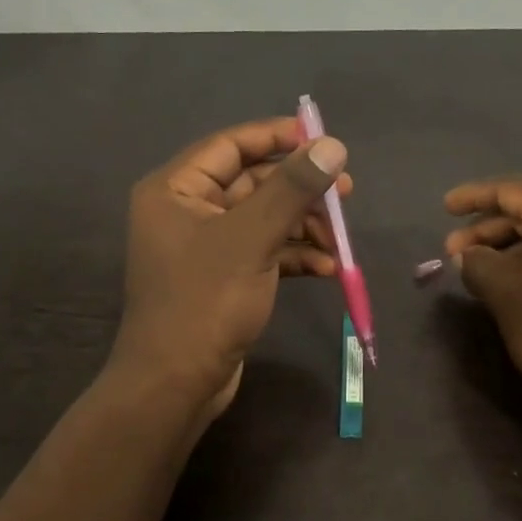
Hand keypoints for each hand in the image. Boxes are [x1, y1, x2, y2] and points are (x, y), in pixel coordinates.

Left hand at [110, 118, 350, 424]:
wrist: (176, 383)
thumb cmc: (205, 301)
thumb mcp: (251, 238)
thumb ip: (292, 189)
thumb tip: (332, 146)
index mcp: (175, 189)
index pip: (230, 145)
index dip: (277, 137)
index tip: (323, 140)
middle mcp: (186, 211)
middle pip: (252, 183)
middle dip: (299, 190)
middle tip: (346, 192)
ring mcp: (205, 247)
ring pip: (263, 220)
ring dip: (303, 227)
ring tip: (340, 241)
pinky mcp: (223, 279)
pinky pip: (263, 252)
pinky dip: (293, 257)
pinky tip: (326, 269)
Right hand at [445, 176, 521, 424]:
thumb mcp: (504, 291)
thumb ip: (477, 263)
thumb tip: (467, 256)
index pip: (510, 189)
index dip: (473, 197)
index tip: (445, 207)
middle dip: (488, 227)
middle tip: (453, 251)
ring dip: (510, 243)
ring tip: (477, 267)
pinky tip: (512, 276)